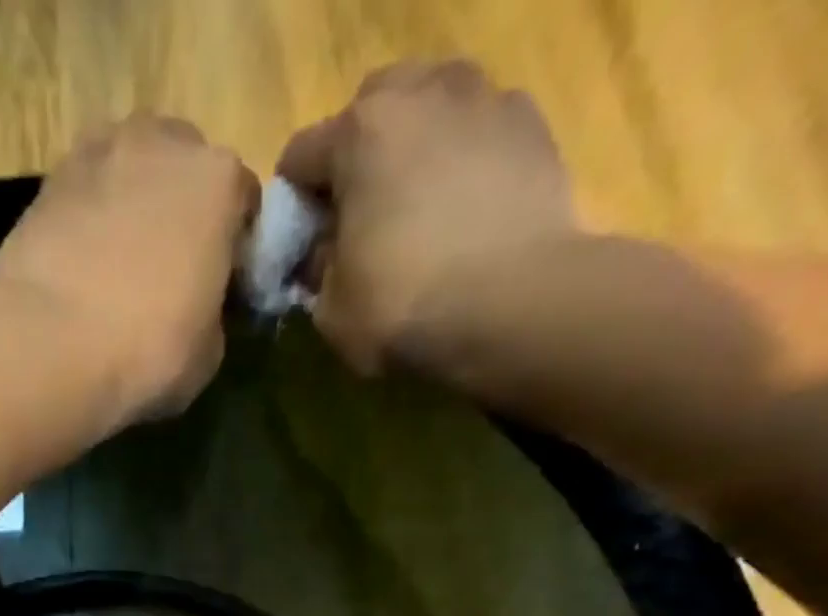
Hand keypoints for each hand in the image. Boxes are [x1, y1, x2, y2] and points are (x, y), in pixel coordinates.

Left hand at [0, 115, 258, 422]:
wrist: (50, 346)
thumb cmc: (148, 351)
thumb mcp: (208, 353)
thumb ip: (212, 313)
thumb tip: (197, 310)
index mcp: (218, 180)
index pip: (243, 202)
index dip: (234, 246)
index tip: (220, 285)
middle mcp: (161, 144)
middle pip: (183, 168)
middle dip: (181, 209)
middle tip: (168, 270)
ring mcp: (98, 153)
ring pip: (129, 171)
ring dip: (131, 205)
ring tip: (119, 265)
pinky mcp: (46, 181)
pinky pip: (84, 195)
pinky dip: (88, 220)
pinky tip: (80, 267)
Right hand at [278, 60, 575, 372]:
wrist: (514, 305)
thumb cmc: (404, 306)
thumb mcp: (332, 311)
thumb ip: (317, 271)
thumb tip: (322, 256)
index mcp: (359, 132)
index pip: (301, 156)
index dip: (295, 205)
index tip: (304, 244)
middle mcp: (421, 93)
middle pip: (370, 109)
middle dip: (358, 157)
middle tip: (362, 216)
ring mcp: (484, 99)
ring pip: (431, 107)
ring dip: (415, 147)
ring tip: (419, 205)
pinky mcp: (532, 124)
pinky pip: (480, 131)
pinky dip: (465, 159)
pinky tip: (466, 210)